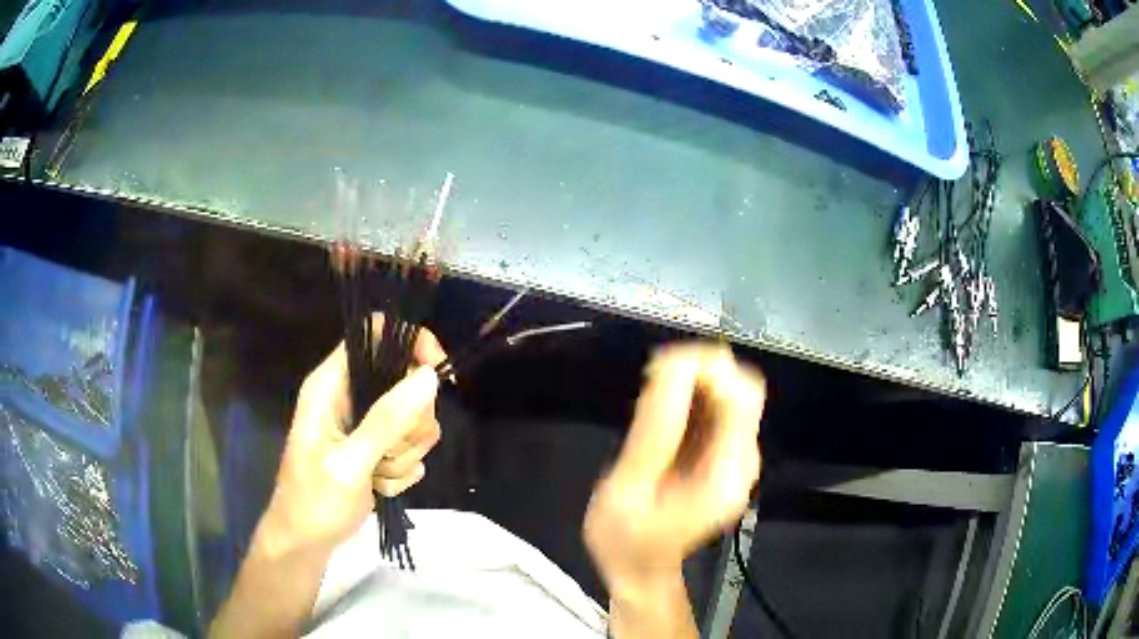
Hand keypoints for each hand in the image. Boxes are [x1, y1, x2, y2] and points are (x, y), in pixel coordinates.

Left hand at [259, 320, 446, 555]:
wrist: (306, 541)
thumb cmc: (315, 500)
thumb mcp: (350, 462)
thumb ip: (388, 420)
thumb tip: (429, 376)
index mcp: (332, 384)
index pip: (376, 335)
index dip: (410, 344)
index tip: (435, 374)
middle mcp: (350, 396)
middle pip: (406, 380)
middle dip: (410, 423)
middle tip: (389, 453)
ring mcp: (365, 423)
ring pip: (414, 419)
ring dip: (405, 453)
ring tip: (378, 475)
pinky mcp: (376, 447)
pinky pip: (411, 446)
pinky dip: (402, 470)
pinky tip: (380, 486)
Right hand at [584, 343, 764, 593]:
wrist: (639, 568)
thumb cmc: (626, 539)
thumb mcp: (628, 488)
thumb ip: (654, 431)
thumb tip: (672, 368)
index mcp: (726, 473)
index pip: (740, 396)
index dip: (706, 368)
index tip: (658, 367)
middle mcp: (743, 460)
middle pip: (744, 388)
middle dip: (702, 370)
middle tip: (654, 377)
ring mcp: (737, 456)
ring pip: (732, 392)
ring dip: (696, 380)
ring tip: (652, 393)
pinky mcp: (724, 454)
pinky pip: (718, 407)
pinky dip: (693, 395)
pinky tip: (662, 408)